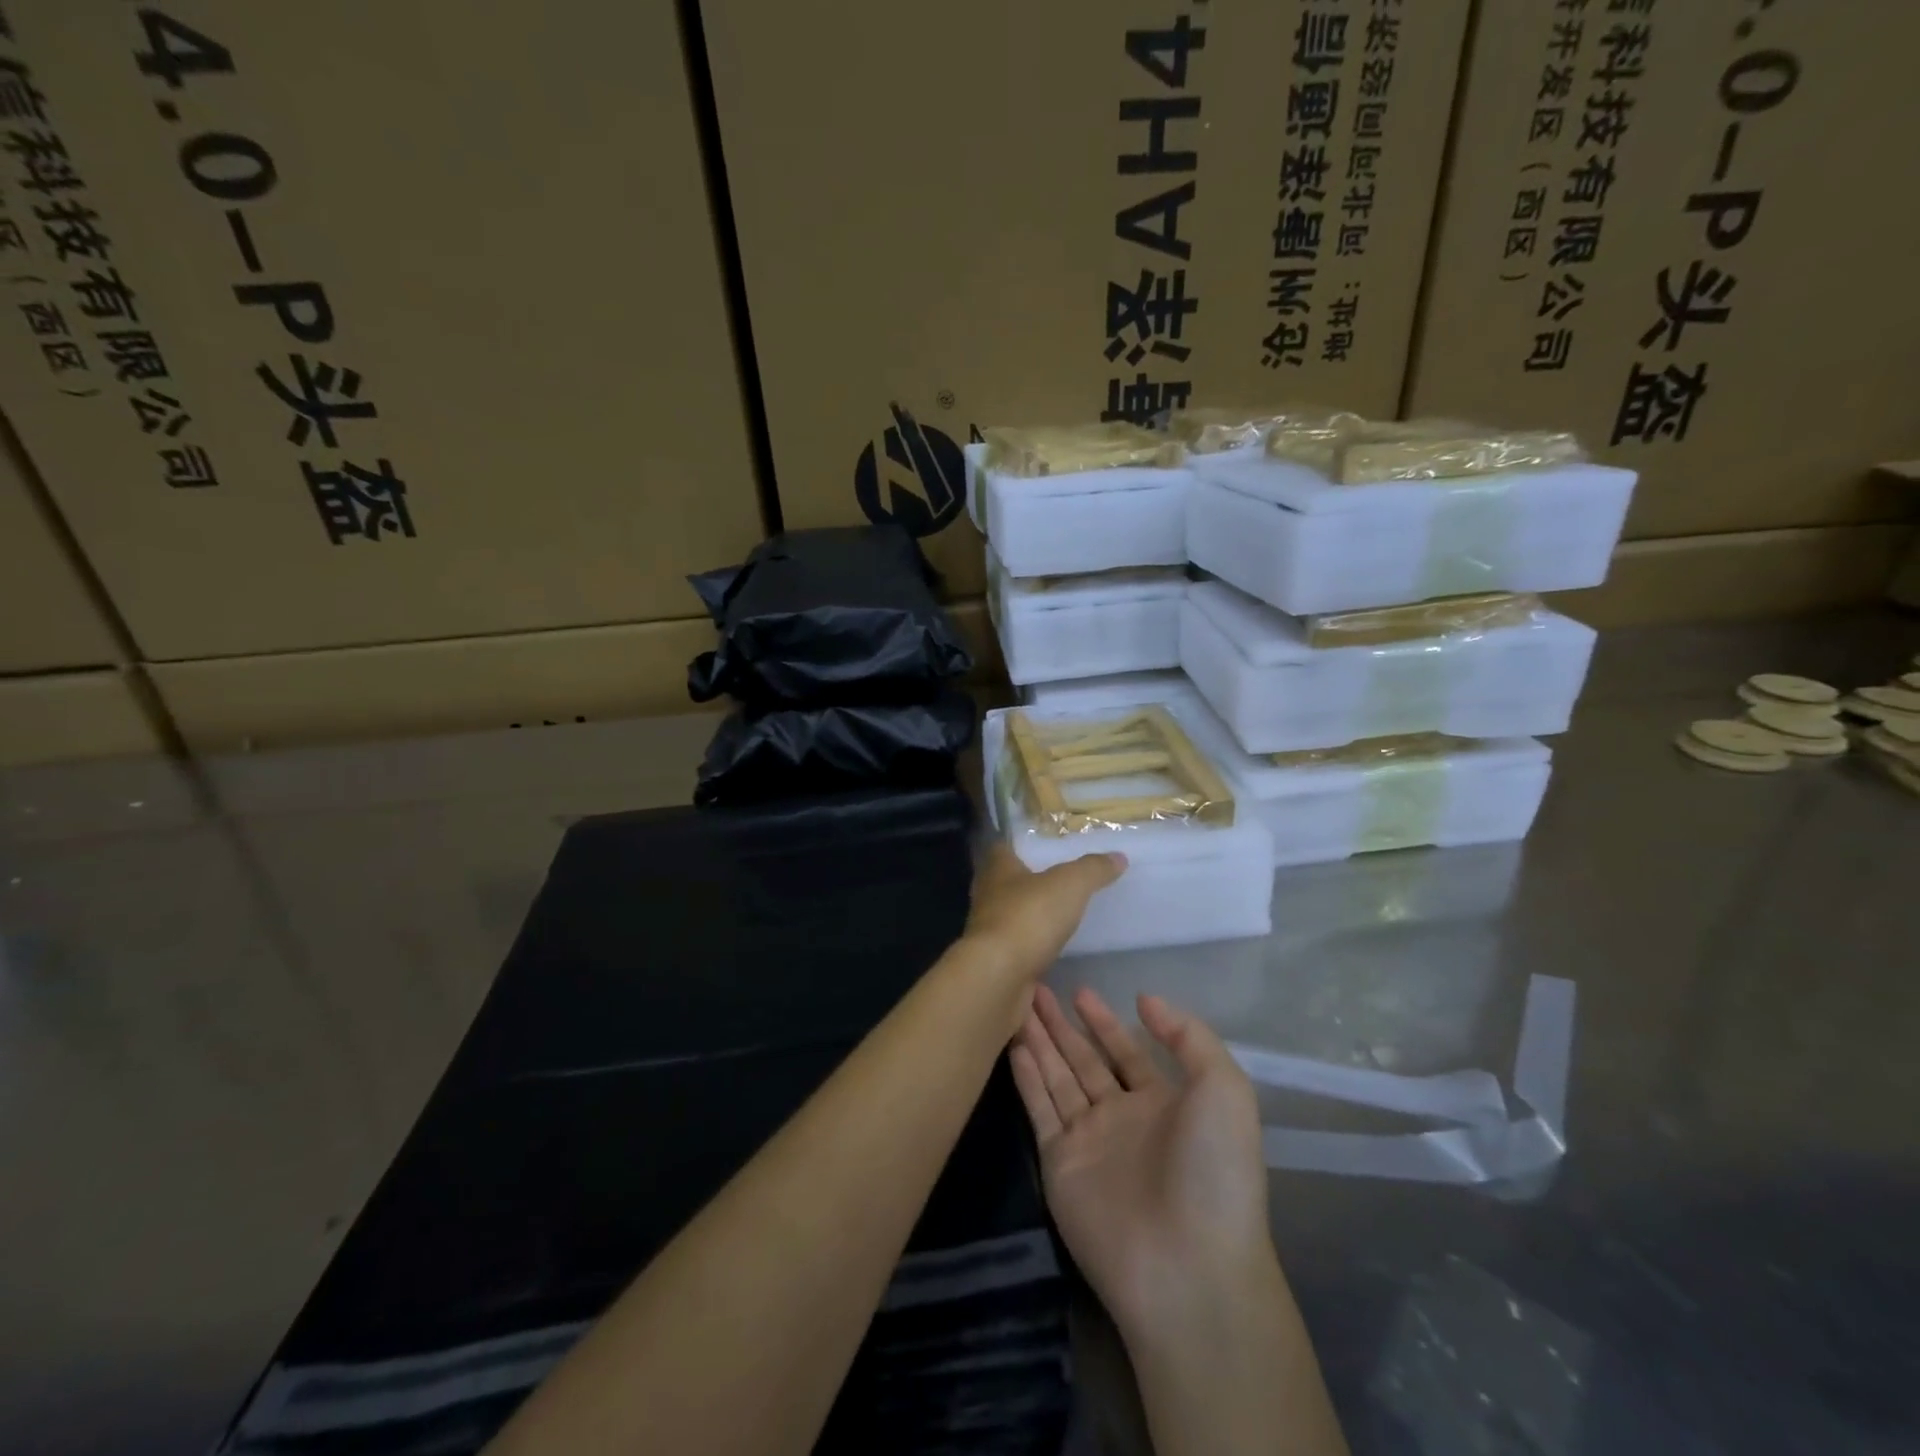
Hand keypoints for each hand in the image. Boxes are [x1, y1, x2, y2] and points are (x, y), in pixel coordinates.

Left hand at [962, 844, 1124, 982]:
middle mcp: (987, 898)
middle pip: (1003, 885)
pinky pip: (1015, 951)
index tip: (1039, 850)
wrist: (999, 977)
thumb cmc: (1029, 917)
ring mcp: (987, 934)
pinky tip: (1050, 954)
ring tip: (1056, 920)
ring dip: (1027, 919)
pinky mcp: (995, 964)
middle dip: (1025, 885)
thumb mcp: (1070, 884)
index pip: (1001, 850)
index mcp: (997, 871)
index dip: (1018, 848)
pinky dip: (1030, 951)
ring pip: (1007, 919)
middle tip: (1055, 886)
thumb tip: (1118, 857)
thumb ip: (1092, 869)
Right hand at [1010, 986, 1276, 1340]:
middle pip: (1084, 1060)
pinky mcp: (1059, 1163)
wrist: (1187, 1266)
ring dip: (1038, 1042)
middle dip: (1061, 1025)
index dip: (1104, 1022)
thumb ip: (1188, 1036)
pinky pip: (1040, 1108)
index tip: (1080, 991)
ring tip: (1016, 1006)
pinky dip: (1026, 1078)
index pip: (1126, 1052)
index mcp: (1164, 1103)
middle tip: (1035, 988)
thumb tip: (1144, 999)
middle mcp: (1122, 1118)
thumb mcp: (1224, 1089)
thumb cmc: (1213, 1171)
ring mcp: (1089, 1141)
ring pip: (1057, 1077)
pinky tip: (1013, 1046)